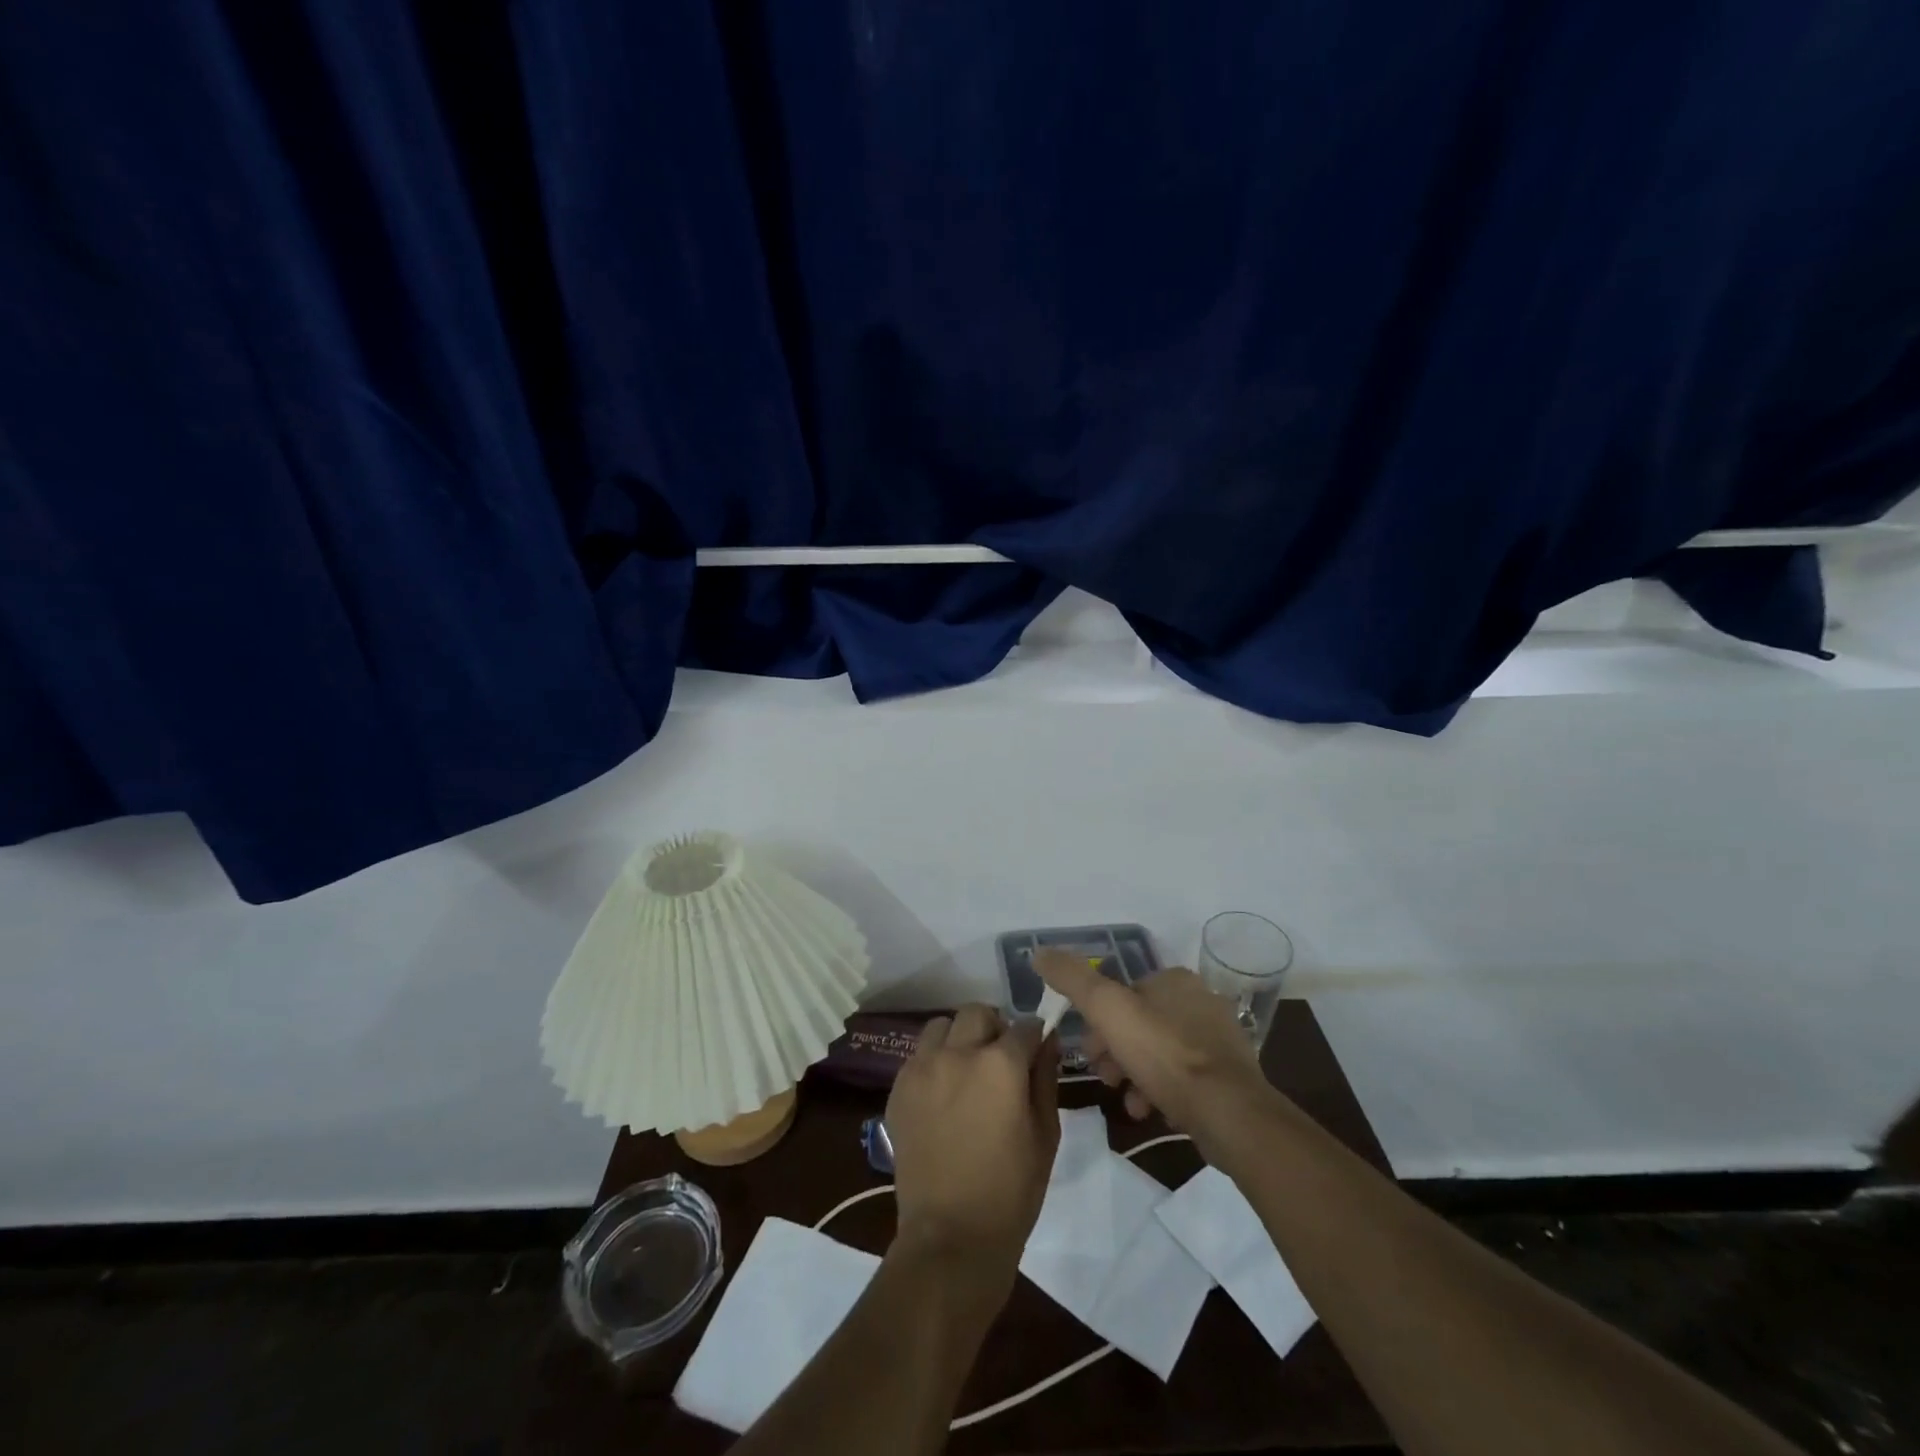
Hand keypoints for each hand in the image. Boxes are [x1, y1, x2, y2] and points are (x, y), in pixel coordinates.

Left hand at [885, 1004, 1060, 1279]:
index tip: (1035, 1051)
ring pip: (942, 1025)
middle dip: (995, 1028)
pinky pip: (919, 1054)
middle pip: (978, 1013)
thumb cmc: (1011, 1191)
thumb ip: (1046, 1078)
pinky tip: (944, 1093)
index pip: (1024, 1026)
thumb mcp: (1045, 1134)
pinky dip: (935, 1060)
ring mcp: (923, 1067)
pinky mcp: (899, 1087)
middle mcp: (958, 1053)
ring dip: (959, 1037)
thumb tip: (1048, 1040)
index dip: (1034, 1037)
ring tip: (967, 1070)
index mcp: (1000, 1064)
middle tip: (1000, 1060)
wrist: (951, 1236)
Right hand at [1034, 951, 1270, 1159]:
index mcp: (1175, 979)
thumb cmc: (1164, 1054)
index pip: (1124, 992)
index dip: (1099, 1020)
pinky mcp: (1230, 1078)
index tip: (1086, 1048)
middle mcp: (1201, 1001)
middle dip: (1115, 1050)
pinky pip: (1184, 1080)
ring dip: (1135, 1074)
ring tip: (1125, 1100)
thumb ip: (1072, 979)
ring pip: (1160, 1053)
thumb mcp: (1107, 1010)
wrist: (1229, 1114)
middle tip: (1103, 1076)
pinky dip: (1163, 1092)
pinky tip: (1151, 1111)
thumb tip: (1039, 952)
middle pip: (1141, 1024)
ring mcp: (1219, 1041)